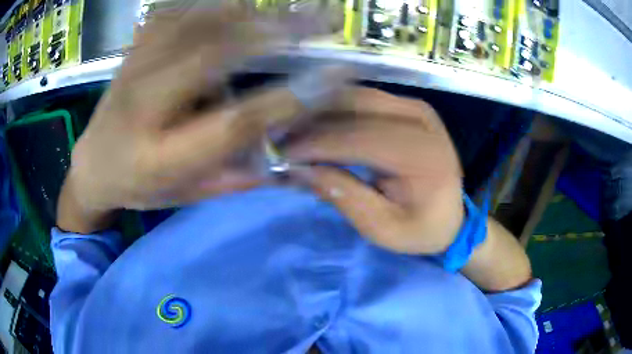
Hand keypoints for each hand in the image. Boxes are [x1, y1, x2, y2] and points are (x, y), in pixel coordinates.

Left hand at [58, 6, 304, 231]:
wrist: (91, 164)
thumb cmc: (137, 186)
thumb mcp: (184, 196)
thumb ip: (232, 178)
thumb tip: (283, 156)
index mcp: (162, 156)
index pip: (235, 122)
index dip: (290, 97)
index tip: (335, 76)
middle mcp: (145, 105)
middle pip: (214, 53)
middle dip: (277, 31)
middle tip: (321, 21)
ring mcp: (136, 69)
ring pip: (197, 22)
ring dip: (248, 12)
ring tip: (286, 11)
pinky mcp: (134, 50)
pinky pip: (175, 13)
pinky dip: (211, 4)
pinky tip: (237, 6)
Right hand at [287, 88, 464, 254]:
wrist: (453, 216)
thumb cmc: (422, 229)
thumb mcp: (382, 228)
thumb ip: (343, 196)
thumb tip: (300, 170)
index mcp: (423, 154)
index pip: (359, 138)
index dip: (316, 144)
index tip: (282, 154)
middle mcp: (422, 119)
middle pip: (355, 105)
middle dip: (313, 120)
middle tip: (281, 137)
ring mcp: (416, 108)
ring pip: (357, 97)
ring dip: (322, 111)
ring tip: (294, 131)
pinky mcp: (410, 107)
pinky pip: (365, 100)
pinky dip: (337, 110)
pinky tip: (317, 125)